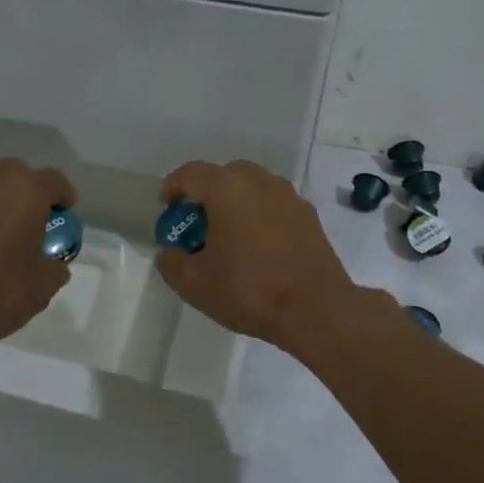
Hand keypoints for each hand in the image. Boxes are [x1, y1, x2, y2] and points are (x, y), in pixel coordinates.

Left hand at [0, 158, 77, 357]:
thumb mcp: (43, 287)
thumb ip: (55, 267)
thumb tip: (53, 263)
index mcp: (27, 191)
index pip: (54, 181)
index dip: (64, 197)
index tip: (66, 214)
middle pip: (19, 175)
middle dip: (30, 192)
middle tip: (36, 220)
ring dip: (2, 202)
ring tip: (7, 233)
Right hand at [155, 160, 389, 355]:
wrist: (317, 309)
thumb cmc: (250, 290)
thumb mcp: (194, 284)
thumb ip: (171, 262)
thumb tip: (171, 252)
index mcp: (228, 189)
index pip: (192, 173)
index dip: (173, 186)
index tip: (166, 206)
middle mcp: (260, 182)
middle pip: (225, 174)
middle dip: (207, 193)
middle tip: (197, 221)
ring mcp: (289, 197)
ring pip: (254, 187)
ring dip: (236, 202)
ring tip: (228, 234)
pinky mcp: (309, 216)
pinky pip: (274, 205)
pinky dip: (259, 215)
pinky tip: (257, 247)